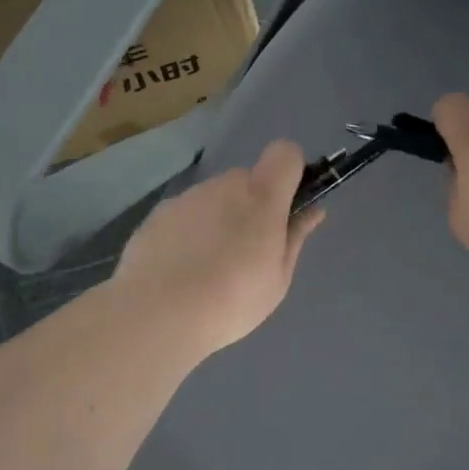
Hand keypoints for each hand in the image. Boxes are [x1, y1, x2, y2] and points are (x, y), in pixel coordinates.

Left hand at [114, 141, 325, 357]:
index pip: (285, 153)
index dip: (290, 173)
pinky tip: (180, 272)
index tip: (287, 207)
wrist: (157, 316)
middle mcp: (222, 186)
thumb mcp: (278, 278)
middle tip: (247, 253)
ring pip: (212, 199)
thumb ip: (295, 237)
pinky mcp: (155, 216)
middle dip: (251, 206)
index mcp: (261, 197)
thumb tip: (313, 211)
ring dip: (217, 221)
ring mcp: (185, 198)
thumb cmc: (232, 300)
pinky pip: (184, 216)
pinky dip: (188, 234)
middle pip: (246, 181)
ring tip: (208, 269)